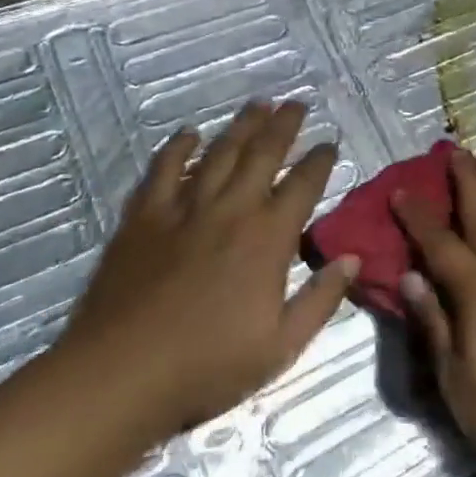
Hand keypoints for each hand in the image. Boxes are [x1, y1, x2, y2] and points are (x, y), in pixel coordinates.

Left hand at [56, 101, 358, 441]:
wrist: (122, 373)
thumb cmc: (208, 365)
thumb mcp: (281, 346)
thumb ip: (321, 299)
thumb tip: (353, 258)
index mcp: (269, 238)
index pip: (303, 185)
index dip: (320, 160)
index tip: (329, 144)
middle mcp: (232, 210)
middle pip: (263, 154)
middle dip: (284, 125)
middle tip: (296, 103)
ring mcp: (185, 208)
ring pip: (220, 153)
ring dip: (241, 126)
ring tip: (258, 105)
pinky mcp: (144, 216)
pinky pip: (164, 169)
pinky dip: (178, 148)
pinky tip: (189, 134)